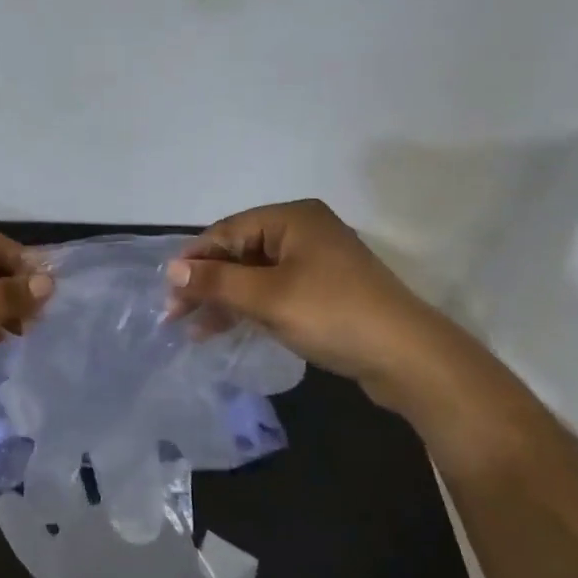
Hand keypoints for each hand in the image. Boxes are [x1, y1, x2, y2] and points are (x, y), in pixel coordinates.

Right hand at [166, 199, 458, 404]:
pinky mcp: (326, 291)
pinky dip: (251, 308)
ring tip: (196, 330)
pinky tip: (229, 329)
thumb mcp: (267, 298)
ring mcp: (317, 262)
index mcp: (292, 218)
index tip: (167, 291)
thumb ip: (217, 282)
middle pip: (241, 252)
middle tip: (176, 315)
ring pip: (256, 275)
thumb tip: (171, 270)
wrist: (409, 358)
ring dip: (226, 300)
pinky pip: (276, 291)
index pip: (228, 231)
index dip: (195, 260)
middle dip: (208, 284)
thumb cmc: (333, 314)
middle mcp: (304, 231)